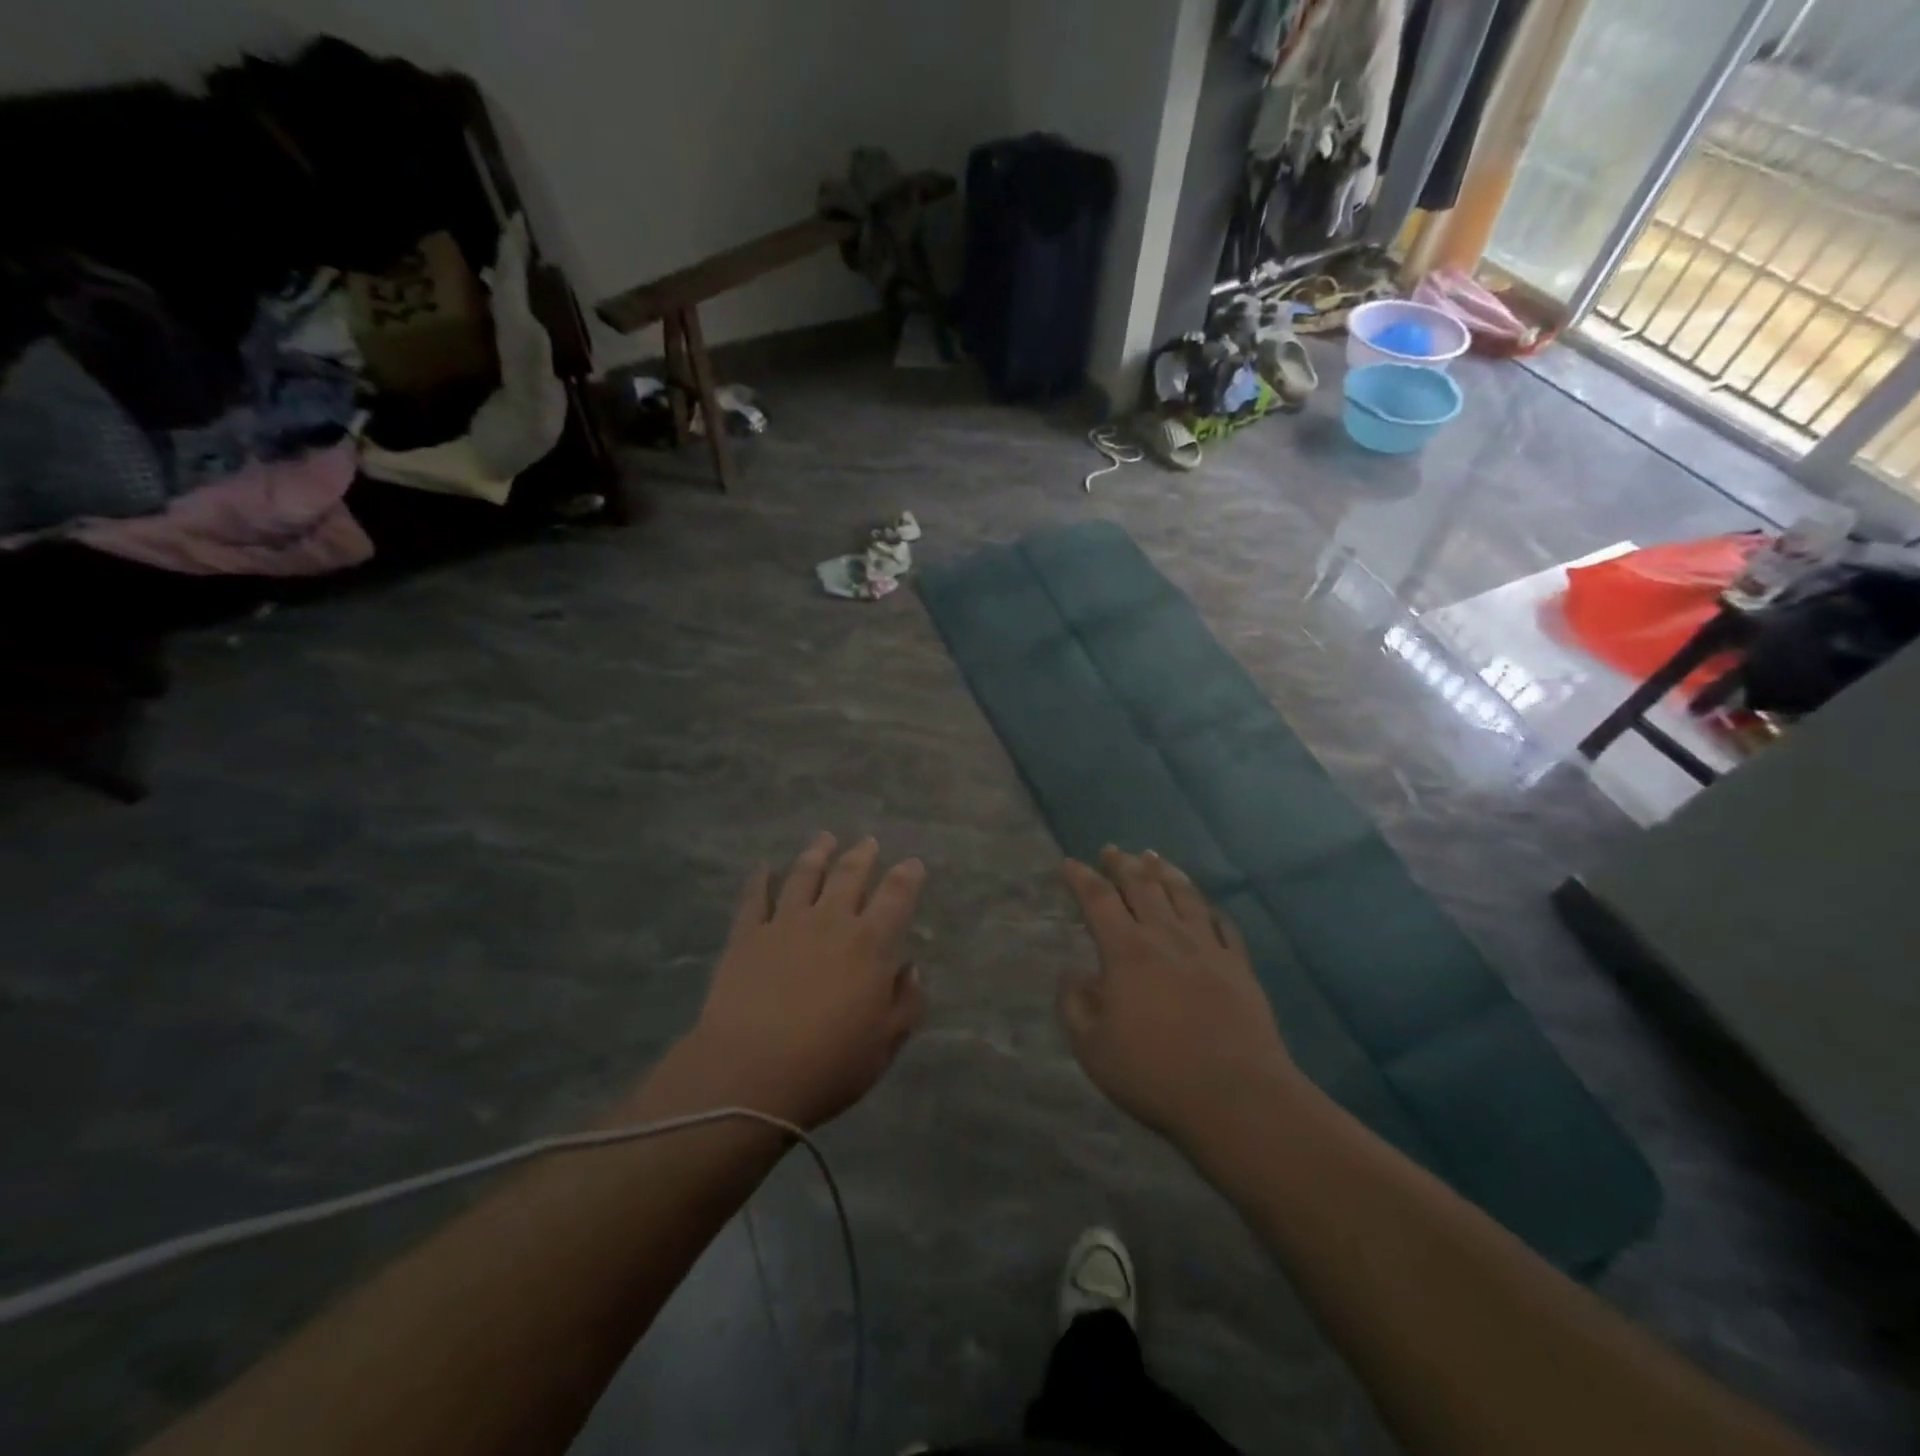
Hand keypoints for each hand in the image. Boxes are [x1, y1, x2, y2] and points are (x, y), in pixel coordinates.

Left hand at [669, 834, 926, 1128]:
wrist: (749, 1074)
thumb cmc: (829, 1065)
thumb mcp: (886, 1044)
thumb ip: (907, 1002)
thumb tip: (911, 968)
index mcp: (870, 945)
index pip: (896, 897)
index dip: (907, 876)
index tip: (913, 864)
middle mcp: (830, 921)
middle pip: (849, 876)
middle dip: (863, 855)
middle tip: (869, 842)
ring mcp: (785, 924)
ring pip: (804, 875)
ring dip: (817, 854)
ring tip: (825, 839)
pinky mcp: (746, 936)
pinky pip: (755, 897)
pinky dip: (760, 879)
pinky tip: (762, 867)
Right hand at [1058, 848, 1303, 1149]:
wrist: (1236, 1096)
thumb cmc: (1154, 1072)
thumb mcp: (1092, 1047)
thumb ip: (1075, 1004)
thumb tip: (1073, 973)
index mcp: (1126, 951)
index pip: (1099, 900)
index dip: (1082, 878)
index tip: (1070, 863)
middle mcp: (1166, 937)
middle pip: (1142, 887)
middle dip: (1123, 865)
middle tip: (1112, 850)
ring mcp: (1207, 948)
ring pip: (1184, 896)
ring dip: (1165, 873)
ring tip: (1154, 857)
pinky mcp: (1239, 966)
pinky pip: (1222, 924)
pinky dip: (1208, 908)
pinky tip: (1205, 905)